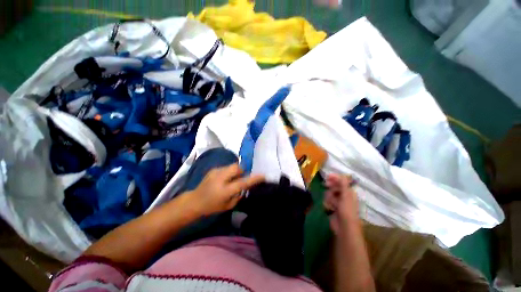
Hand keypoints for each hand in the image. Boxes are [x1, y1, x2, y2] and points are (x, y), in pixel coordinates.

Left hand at [190, 164, 264, 215]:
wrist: (194, 201)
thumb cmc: (212, 206)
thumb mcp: (228, 205)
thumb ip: (238, 195)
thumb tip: (244, 186)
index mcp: (225, 191)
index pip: (242, 183)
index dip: (253, 179)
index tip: (262, 176)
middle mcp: (220, 179)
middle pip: (237, 168)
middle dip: (242, 171)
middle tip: (239, 178)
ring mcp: (216, 172)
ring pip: (232, 166)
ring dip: (235, 171)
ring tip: (230, 179)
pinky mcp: (213, 169)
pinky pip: (226, 167)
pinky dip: (228, 172)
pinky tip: (223, 179)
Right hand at [323, 174, 359, 233]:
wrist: (344, 227)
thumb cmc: (347, 210)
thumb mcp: (346, 195)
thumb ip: (343, 184)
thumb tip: (342, 175)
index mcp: (349, 193)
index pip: (342, 182)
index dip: (335, 178)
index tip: (327, 177)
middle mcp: (343, 196)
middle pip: (334, 187)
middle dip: (331, 188)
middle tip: (325, 185)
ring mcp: (337, 202)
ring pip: (329, 194)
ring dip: (329, 198)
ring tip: (332, 204)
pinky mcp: (332, 207)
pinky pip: (327, 201)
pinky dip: (327, 204)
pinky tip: (329, 208)